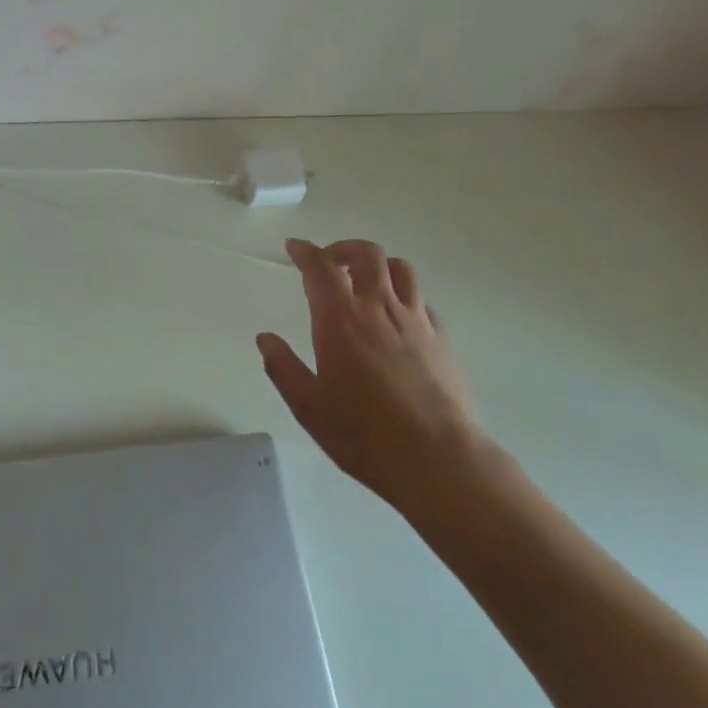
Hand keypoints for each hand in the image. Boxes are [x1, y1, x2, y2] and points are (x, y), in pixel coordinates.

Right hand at [258, 238, 496, 527]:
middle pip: (366, 254)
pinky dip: (405, 298)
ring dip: (379, 265)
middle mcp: (378, 308)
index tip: (294, 247)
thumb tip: (265, 339)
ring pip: (400, 269)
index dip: (305, 251)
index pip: (320, 267)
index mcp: (340, 319)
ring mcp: (415, 320)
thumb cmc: (364, 435)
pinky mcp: (442, 339)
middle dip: (344, 249)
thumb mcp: (309, 407)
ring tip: (367, 281)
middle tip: (330, 263)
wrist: (439, 460)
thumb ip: (283, 368)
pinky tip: (398, 319)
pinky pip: (422, 301)